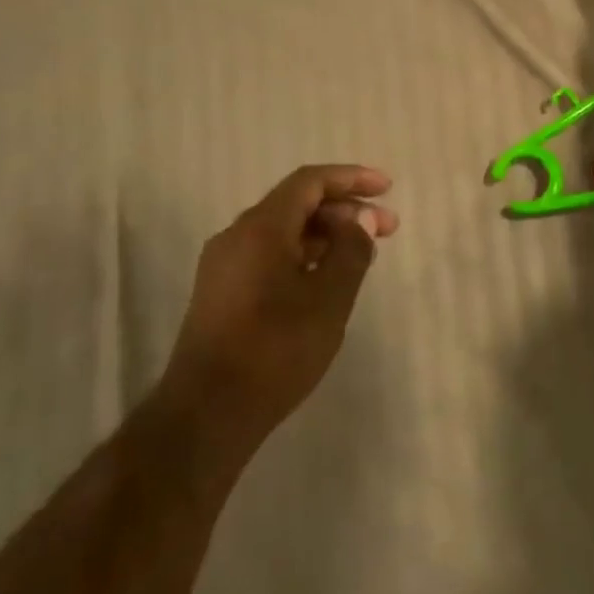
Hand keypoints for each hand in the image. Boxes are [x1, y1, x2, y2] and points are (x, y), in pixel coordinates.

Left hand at [164, 165, 397, 443]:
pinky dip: (303, 256)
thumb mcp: (328, 299)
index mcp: (260, 227)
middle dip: (344, 210)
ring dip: (325, 235)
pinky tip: (325, 280)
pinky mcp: (221, 293)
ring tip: (363, 255)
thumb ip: (350, 250)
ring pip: (282, 232)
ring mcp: (224, 265)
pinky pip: (268, 256)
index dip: (351, 178)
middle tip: (387, 228)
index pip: (310, 181)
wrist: (206, 415)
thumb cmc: (274, 350)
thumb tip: (360, 219)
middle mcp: (237, 236)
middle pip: (296, 204)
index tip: (387, 188)